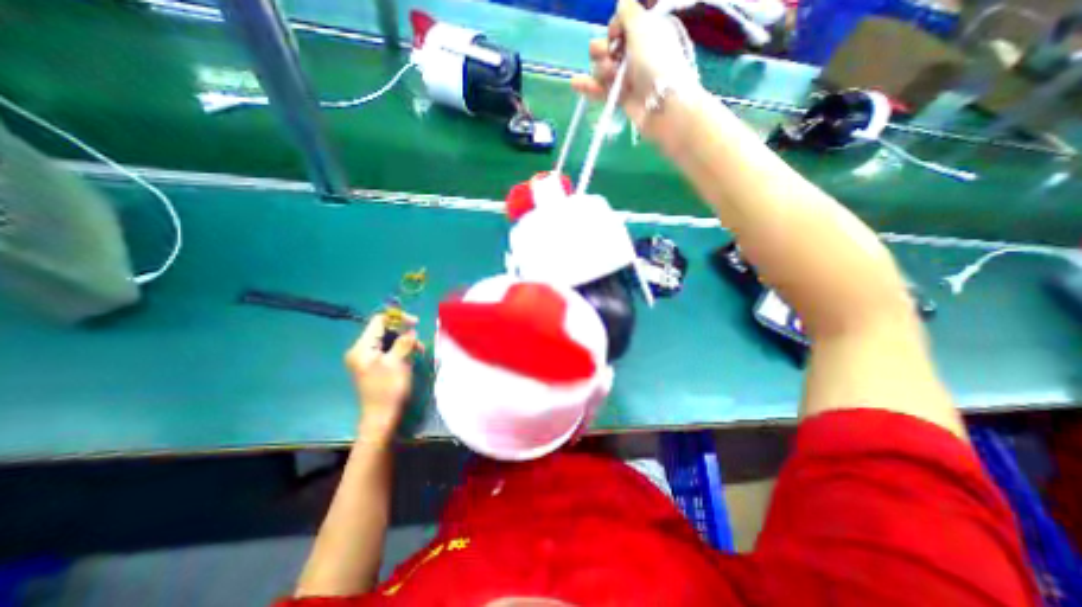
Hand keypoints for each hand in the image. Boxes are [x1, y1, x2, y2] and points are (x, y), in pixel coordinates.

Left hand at [347, 313, 418, 439]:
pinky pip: (387, 350)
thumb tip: (410, 329)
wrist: (381, 417)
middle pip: (383, 330)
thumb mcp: (398, 363)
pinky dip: (400, 350)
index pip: (378, 321)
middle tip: (419, 341)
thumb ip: (403, 342)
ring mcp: (366, 358)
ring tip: (418, 351)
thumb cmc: (389, 389)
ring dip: (404, 342)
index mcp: (362, 347)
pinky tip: (410, 357)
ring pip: (388, 340)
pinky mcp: (373, 365)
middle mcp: (361, 350)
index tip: (415, 323)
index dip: (397, 318)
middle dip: (403, 332)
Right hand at [568, 1, 701, 136]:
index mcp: (644, 33)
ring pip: (603, 68)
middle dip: (603, 49)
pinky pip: (601, 89)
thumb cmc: (655, 62)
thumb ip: (629, 12)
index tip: (616, 34)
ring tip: (608, 74)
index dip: (614, 28)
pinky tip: (575, 83)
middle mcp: (635, 54)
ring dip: (601, 69)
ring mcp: (627, 77)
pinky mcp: (620, 98)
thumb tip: (621, 1)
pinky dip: (589, 86)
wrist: (662, 104)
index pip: (621, 26)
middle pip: (609, 47)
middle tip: (608, 54)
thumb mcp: (643, 28)